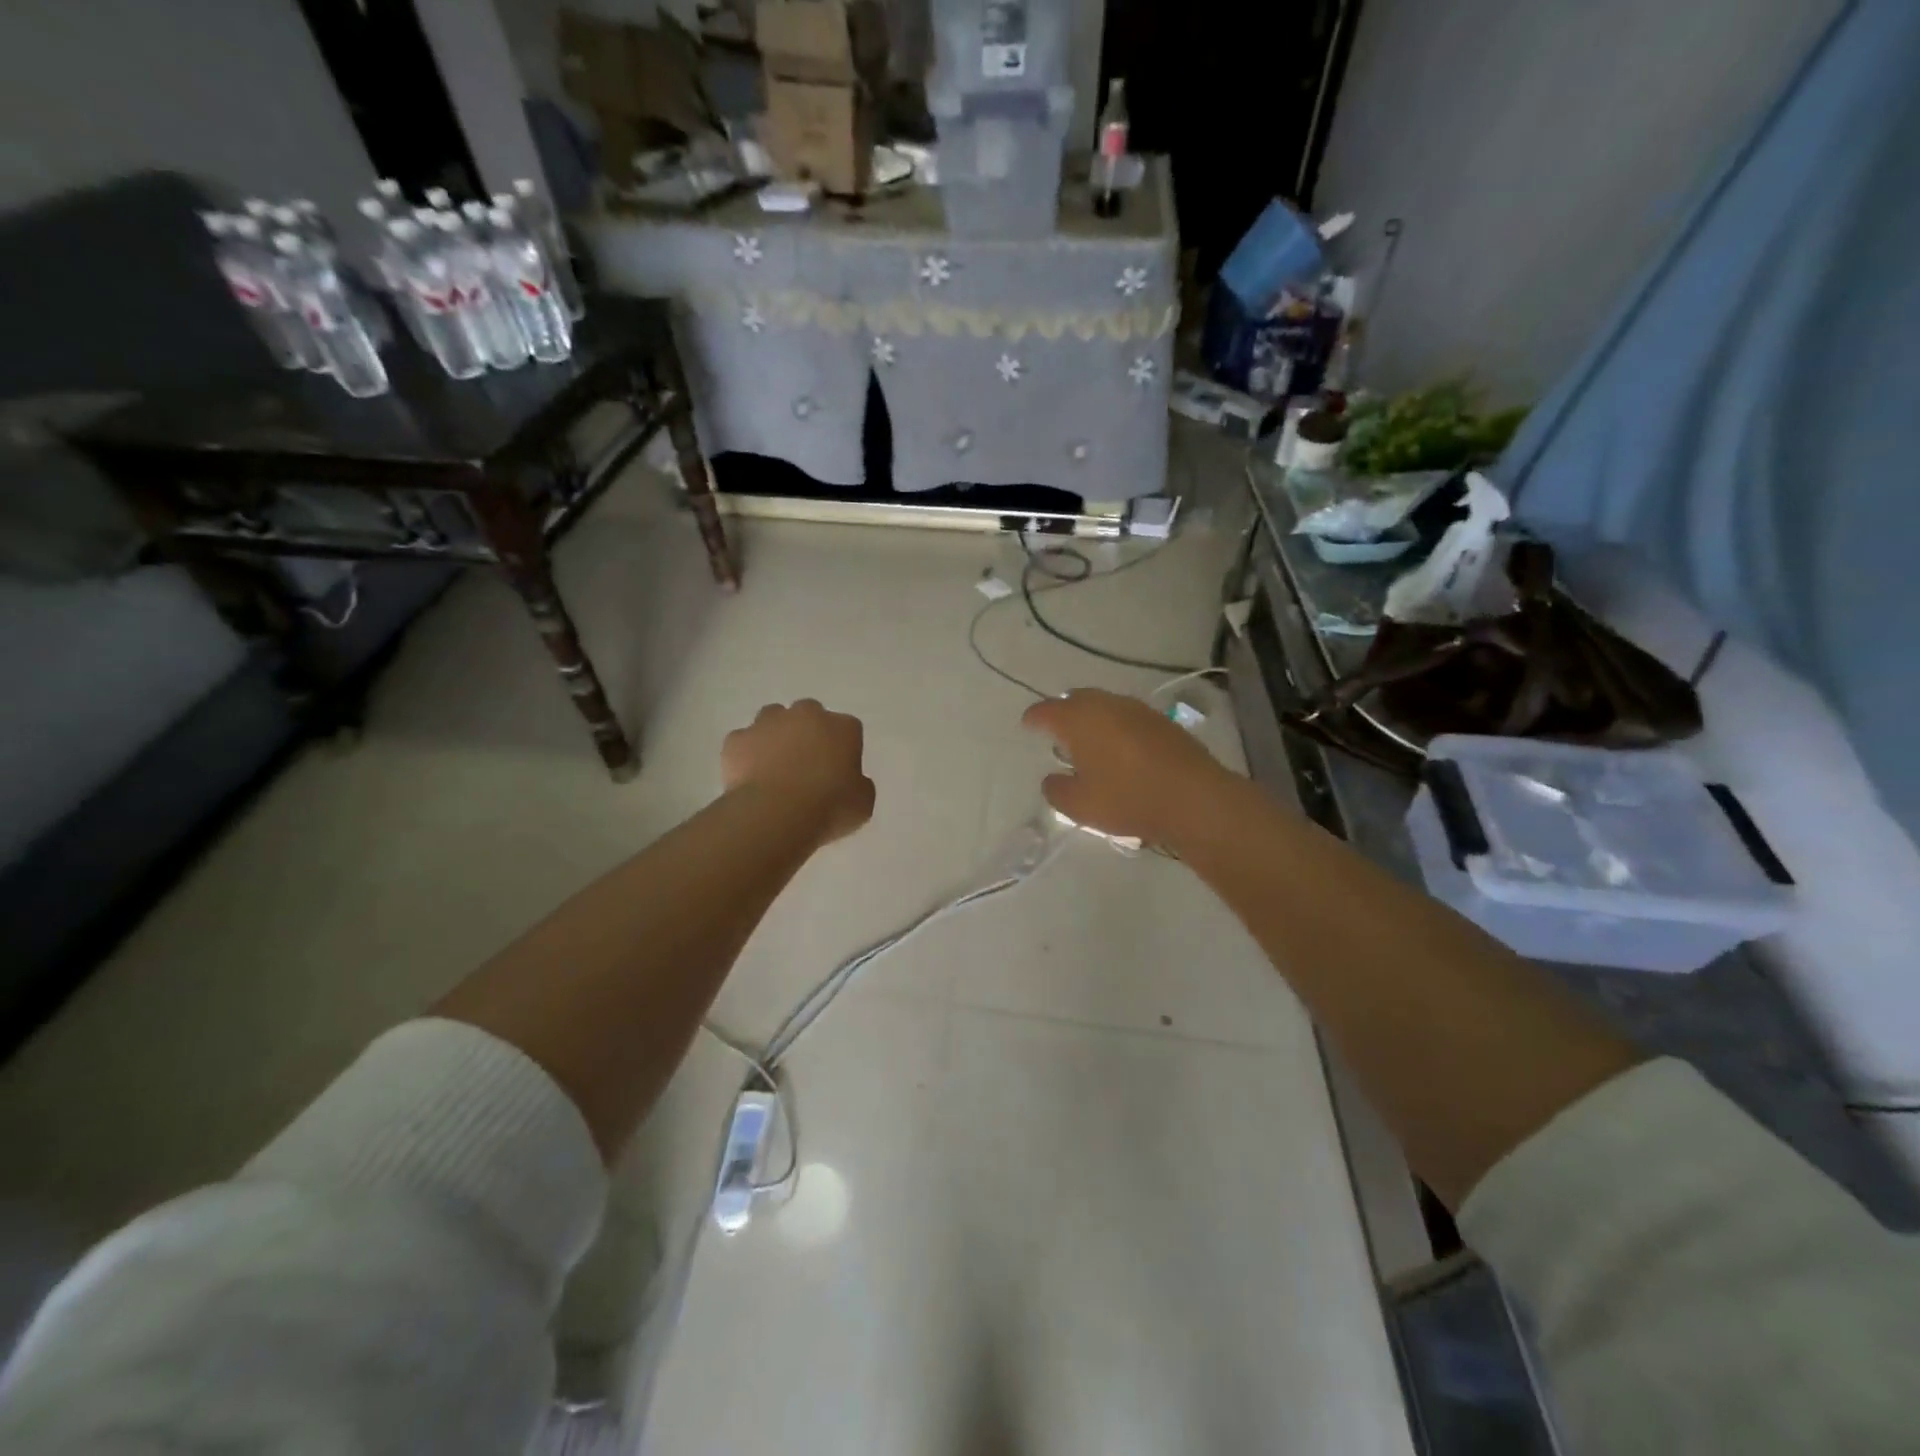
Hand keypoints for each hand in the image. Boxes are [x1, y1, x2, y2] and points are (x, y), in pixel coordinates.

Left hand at [722, 700, 875, 846]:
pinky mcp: (737, 739)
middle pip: (809, 715)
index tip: (838, 772)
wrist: (775, 814)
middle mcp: (807, 714)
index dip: (843, 750)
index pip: (848, 729)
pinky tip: (750, 778)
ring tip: (774, 768)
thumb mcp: (863, 802)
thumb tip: (850, 782)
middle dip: (808, 734)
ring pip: (773, 719)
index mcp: (843, 727)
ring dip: (776, 736)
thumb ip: (859, 784)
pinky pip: (744, 742)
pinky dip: (746, 755)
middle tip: (806, 766)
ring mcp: (768, 723)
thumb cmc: (829, 807)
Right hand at [1021, 688, 1238, 848]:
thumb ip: (1056, 790)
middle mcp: (1106, 705)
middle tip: (1057, 731)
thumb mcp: (1079, 805)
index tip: (1028, 724)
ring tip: (1089, 742)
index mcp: (1078, 719)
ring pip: (1105, 706)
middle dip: (1064, 712)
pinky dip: (1117, 728)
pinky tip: (1121, 749)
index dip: (1034, 718)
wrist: (1193, 797)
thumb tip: (1052, 779)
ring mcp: (1137, 710)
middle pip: (1076, 700)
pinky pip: (1128, 718)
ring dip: (1093, 720)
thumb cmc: (1127, 798)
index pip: (1046, 710)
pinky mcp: (1163, 722)